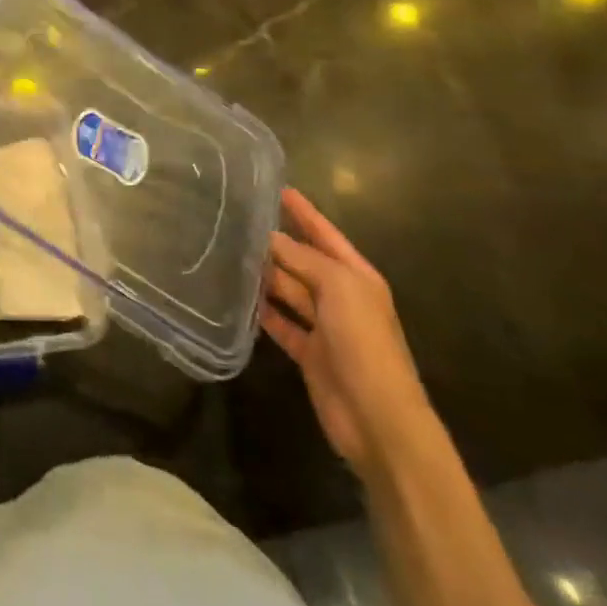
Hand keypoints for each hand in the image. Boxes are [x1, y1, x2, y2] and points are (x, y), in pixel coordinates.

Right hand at [261, 188, 433, 482]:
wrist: (378, 418)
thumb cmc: (364, 342)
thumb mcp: (338, 287)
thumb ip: (302, 258)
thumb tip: (268, 238)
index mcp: (356, 276)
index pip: (324, 233)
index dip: (302, 211)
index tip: (276, 187)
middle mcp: (341, 296)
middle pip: (302, 260)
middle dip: (275, 242)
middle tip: (237, 220)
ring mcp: (325, 326)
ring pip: (288, 290)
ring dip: (264, 275)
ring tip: (229, 252)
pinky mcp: (309, 352)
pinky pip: (281, 323)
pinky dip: (262, 311)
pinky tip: (238, 297)